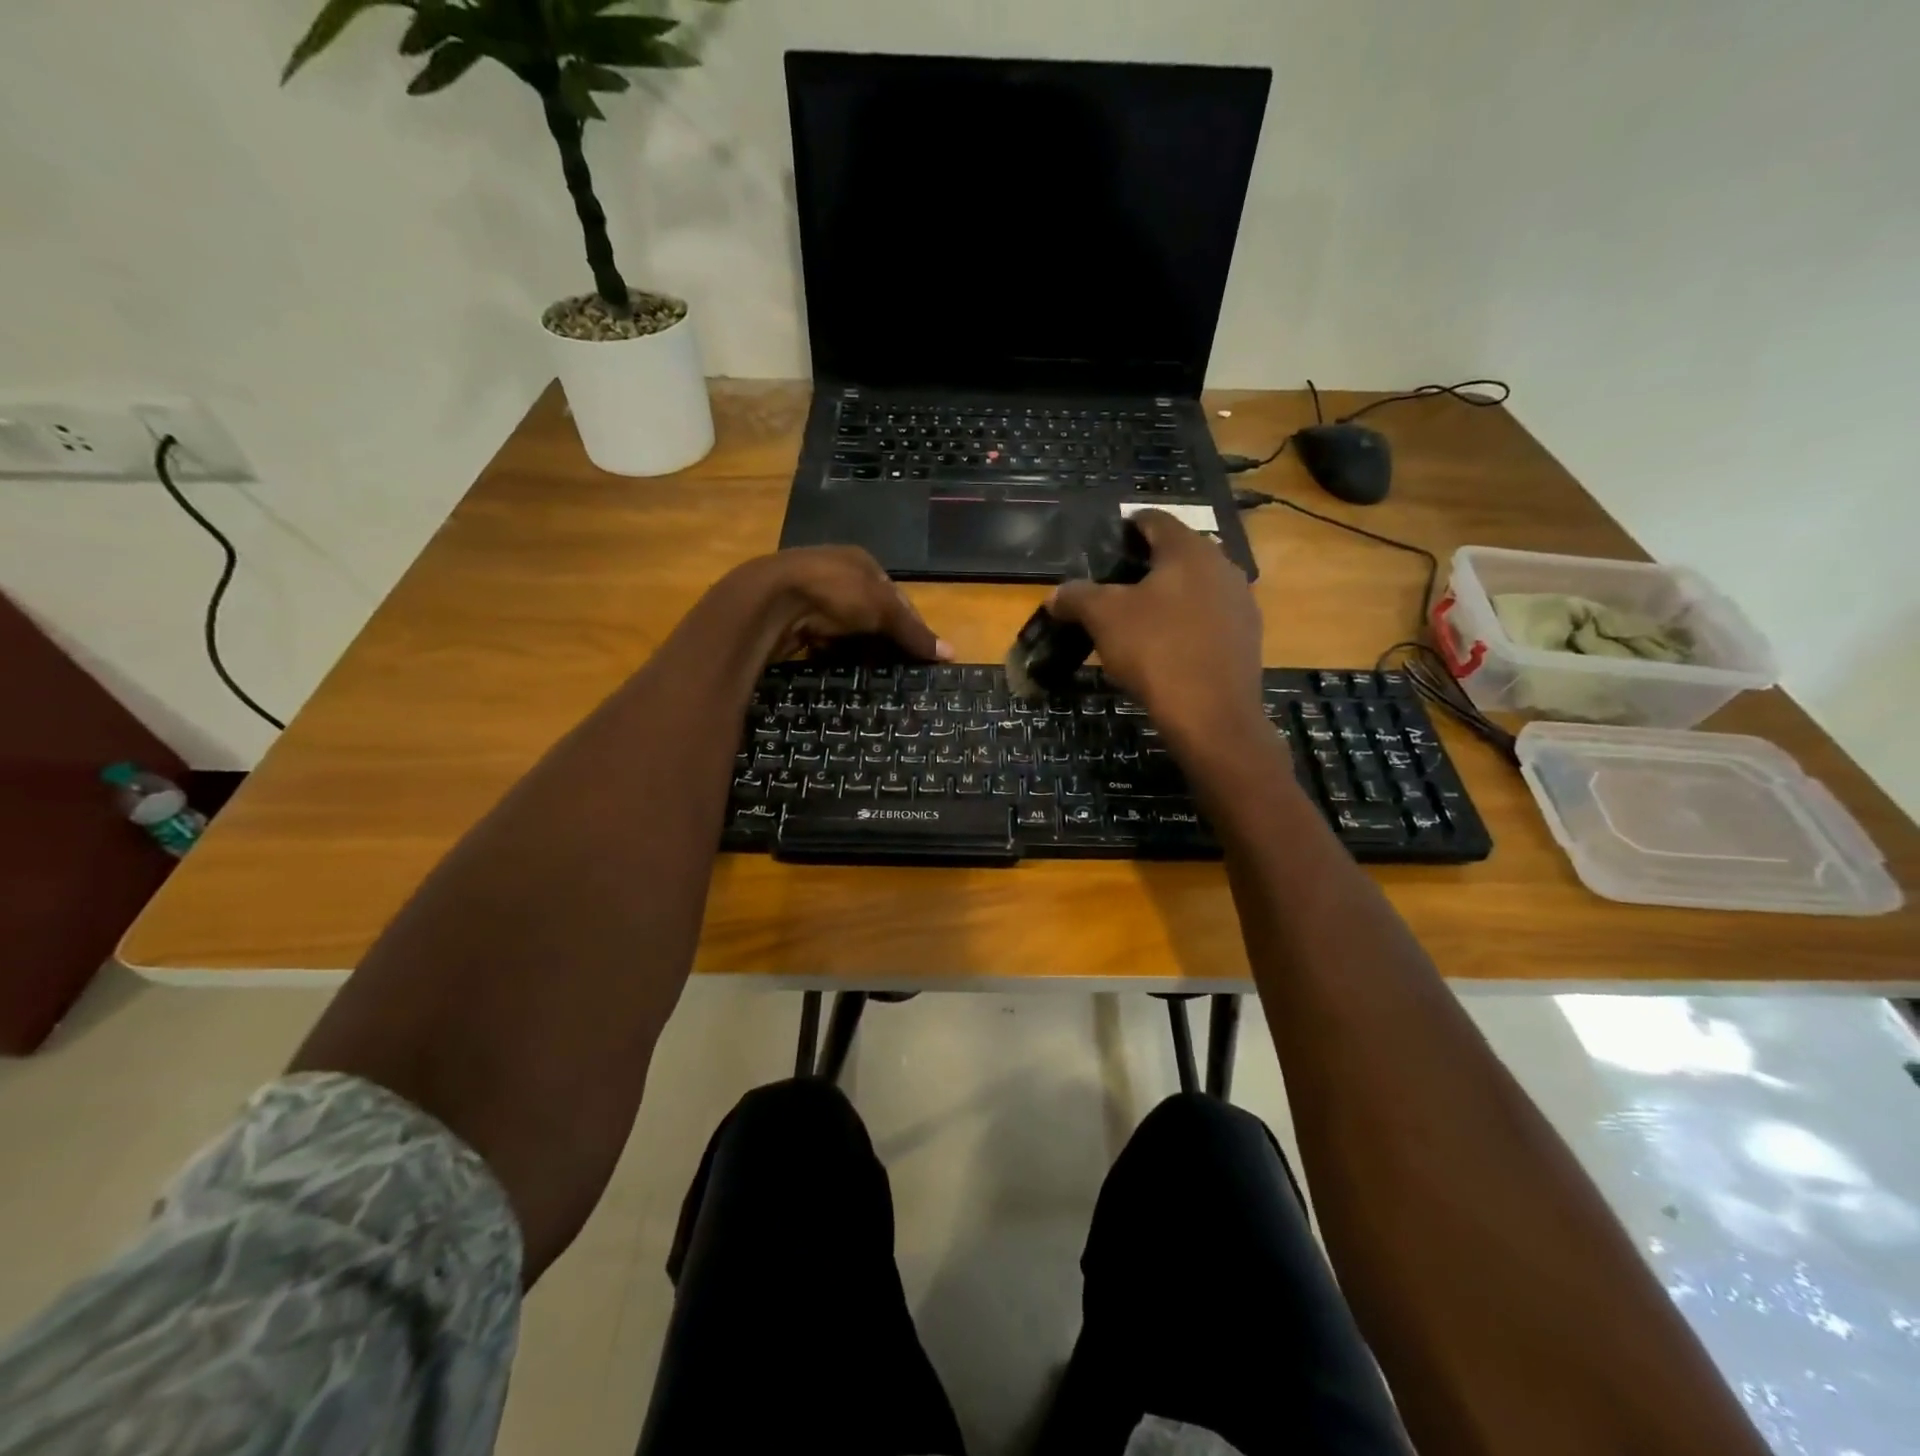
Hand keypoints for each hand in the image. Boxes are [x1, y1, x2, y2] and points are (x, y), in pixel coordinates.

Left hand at [722, 546, 952, 666]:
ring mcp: (809, 595)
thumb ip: (913, 632)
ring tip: (871, 675)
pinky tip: (839, 670)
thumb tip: (952, 653)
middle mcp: (834, 573)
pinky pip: (820, 641)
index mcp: (859, 561)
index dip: (910, 623)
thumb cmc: (834, 592)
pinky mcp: (790, 619)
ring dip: (856, 650)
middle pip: (869, 613)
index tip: (919, 654)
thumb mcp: (882, 609)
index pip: (894, 595)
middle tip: (897, 669)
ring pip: (843, 629)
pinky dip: (831, 655)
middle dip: (882, 639)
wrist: (769, 601)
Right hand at [1050, 511, 1265, 756]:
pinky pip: (1210, 618)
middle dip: (1147, 565)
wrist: (1212, 715)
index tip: (1107, 541)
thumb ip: (1077, 597)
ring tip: (1139, 618)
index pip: (1154, 520)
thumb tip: (1056, 595)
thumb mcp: (1103, 619)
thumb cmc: (1156, 651)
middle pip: (1178, 553)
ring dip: (1169, 596)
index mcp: (1188, 550)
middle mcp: (1222, 566)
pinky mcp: (1247, 637)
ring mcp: (1241, 602)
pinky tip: (1167, 647)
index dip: (1127, 526)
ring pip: (1196, 587)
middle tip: (1115, 585)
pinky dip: (1187, 623)